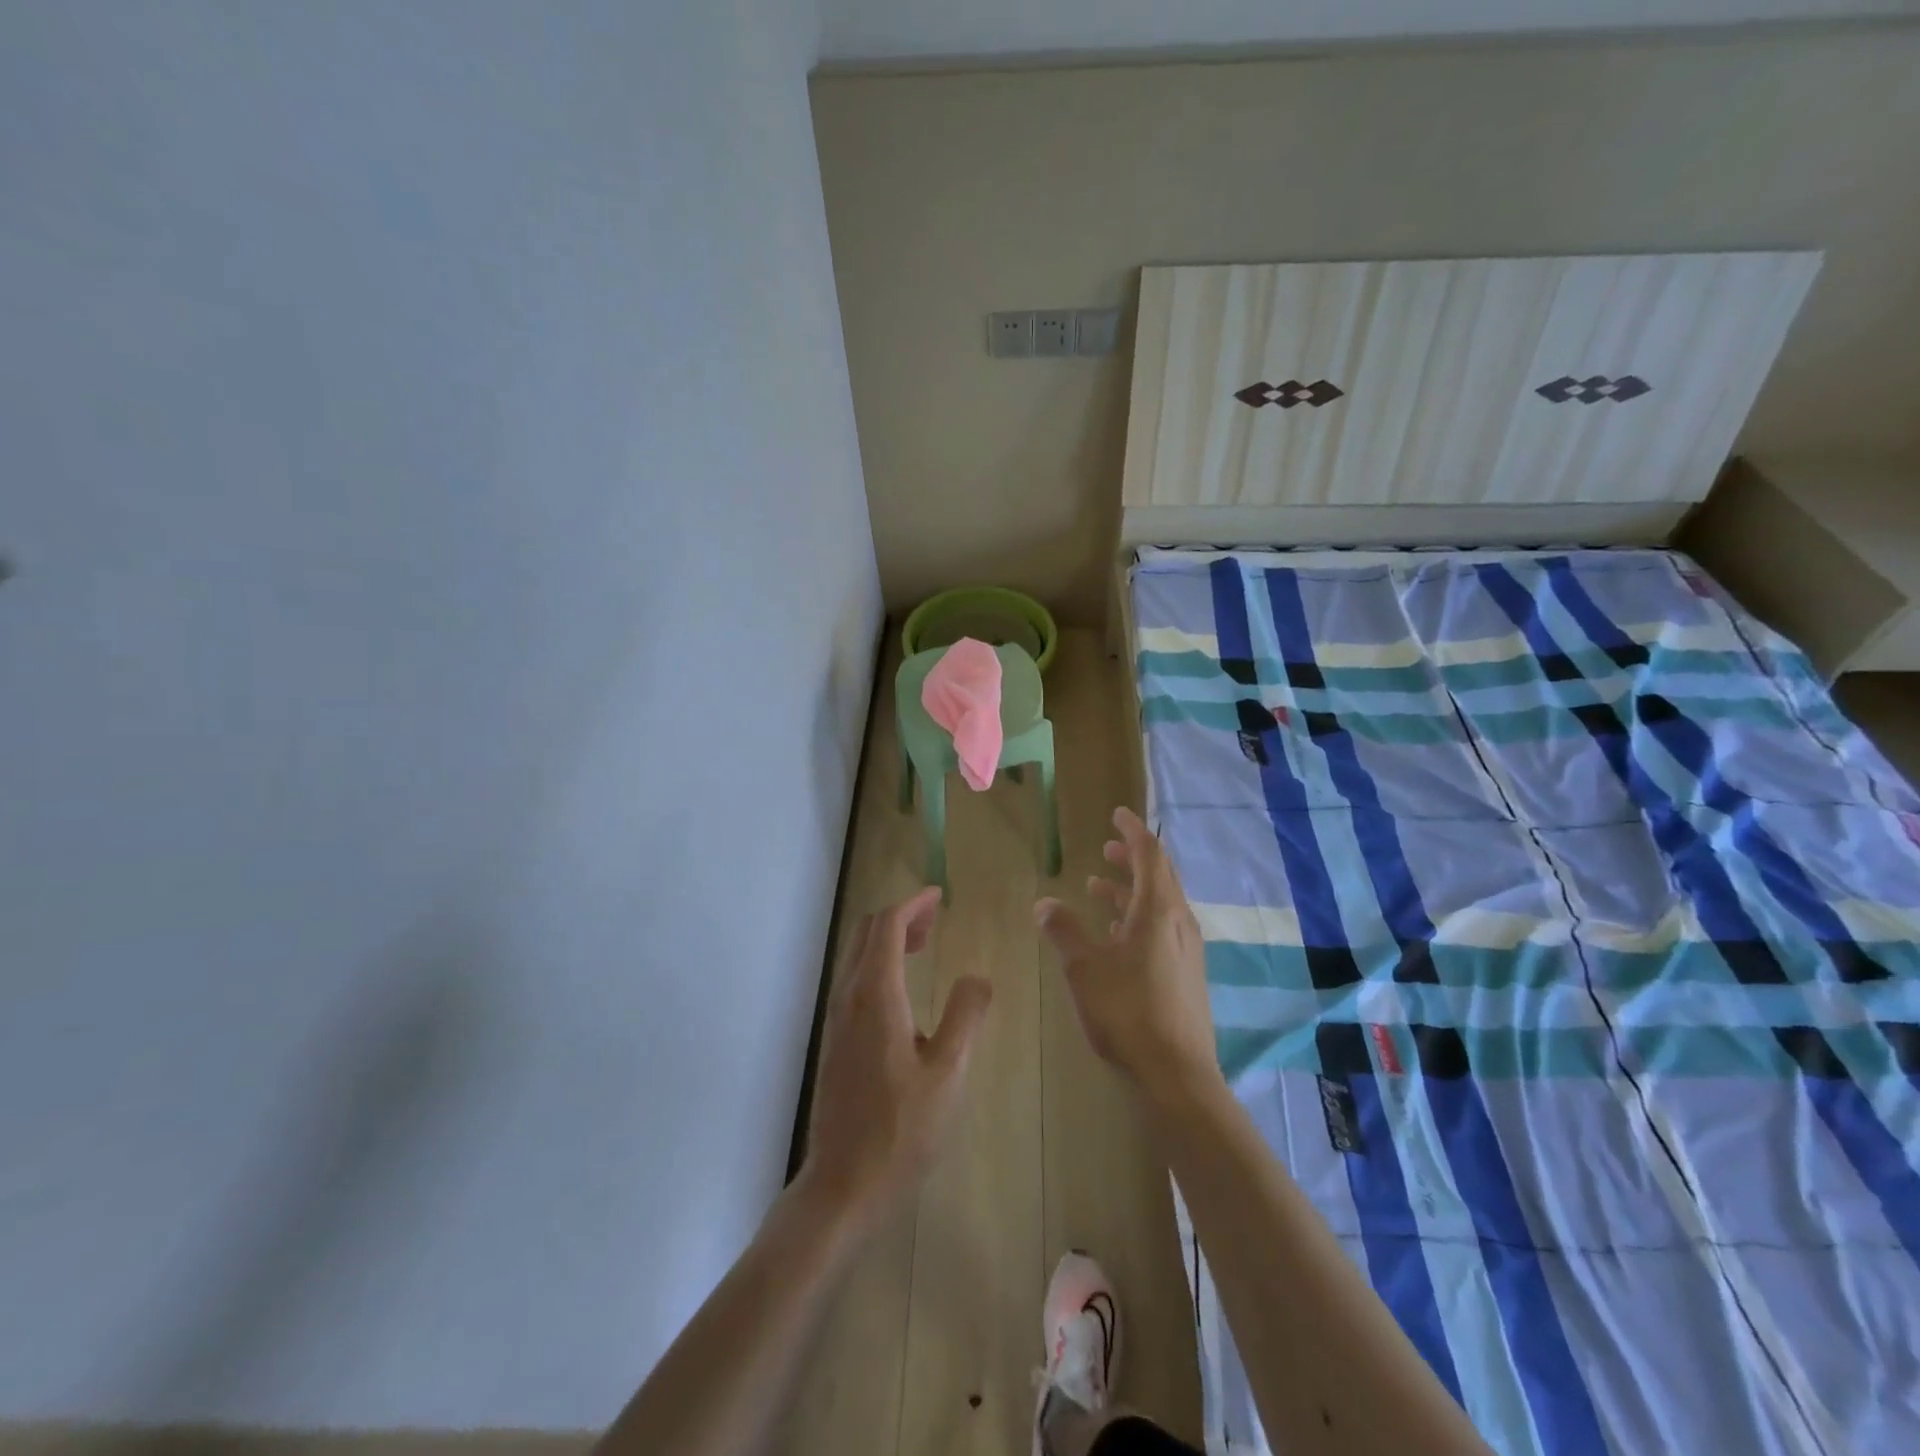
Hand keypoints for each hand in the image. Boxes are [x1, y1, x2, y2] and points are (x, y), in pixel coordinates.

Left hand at [798, 886, 992, 1233]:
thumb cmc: (901, 1130)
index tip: (939, 897)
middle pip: (866, 933)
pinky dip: (879, 963)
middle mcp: (849, 997)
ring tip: (925, 944)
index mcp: (876, 996)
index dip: (913, 904)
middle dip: (900, 916)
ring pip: (857, 956)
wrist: (842, 1184)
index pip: (887, 926)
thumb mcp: (949, 1073)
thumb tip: (977, 978)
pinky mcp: (835, 1039)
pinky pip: (854, 979)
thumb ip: (965, 1017)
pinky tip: (904, 989)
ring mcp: (836, 1019)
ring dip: (888, 939)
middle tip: (936, 918)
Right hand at [1035, 807, 1222, 1107]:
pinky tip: (1115, 933)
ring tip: (1100, 885)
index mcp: (1158, 911)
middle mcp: (1179, 922)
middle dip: (1132, 858)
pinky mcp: (1186, 973)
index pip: (1150, 855)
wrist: (1177, 1074)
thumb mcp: (1085, 969)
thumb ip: (1064, 931)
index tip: (1118, 815)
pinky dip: (1138, 917)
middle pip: (1159, 877)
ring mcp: (1186, 949)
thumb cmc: (1127, 1012)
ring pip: (1160, 904)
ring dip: (1131, 890)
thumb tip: (1045, 903)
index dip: (1133, 832)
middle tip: (1107, 848)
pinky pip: (1162, 928)